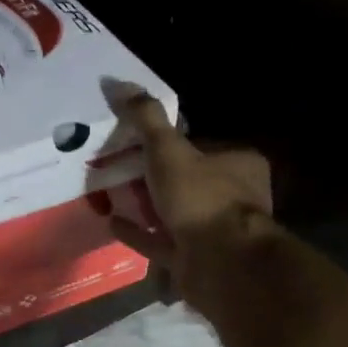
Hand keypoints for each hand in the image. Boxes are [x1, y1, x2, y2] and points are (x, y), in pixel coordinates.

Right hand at [106, 92, 274, 307]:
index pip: (199, 145)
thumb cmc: (201, 198)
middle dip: (153, 175)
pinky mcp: (195, 259)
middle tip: (116, 165)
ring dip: (145, 205)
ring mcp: (214, 231)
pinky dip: (138, 233)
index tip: (134, 140)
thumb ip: (145, 118)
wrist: (221, 264)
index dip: (167, 143)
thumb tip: (117, 82)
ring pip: (174, 213)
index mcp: (238, 164)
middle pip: (185, 179)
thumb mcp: (168, 150)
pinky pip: (160, 242)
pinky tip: (111, 222)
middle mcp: (232, 197)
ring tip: (109, 192)